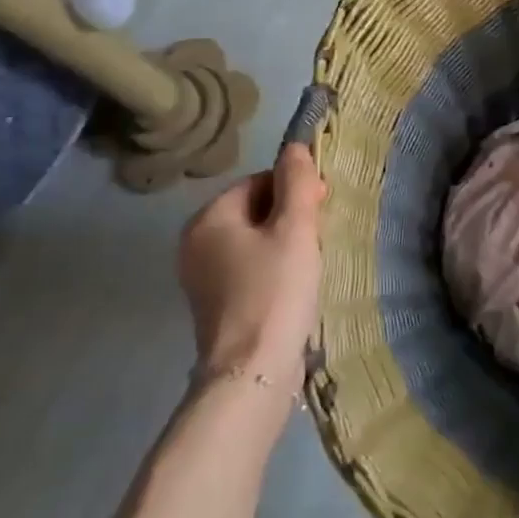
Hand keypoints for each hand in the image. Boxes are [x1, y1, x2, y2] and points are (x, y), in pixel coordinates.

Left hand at [177, 144, 326, 380]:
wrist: (253, 371)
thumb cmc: (275, 290)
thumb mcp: (295, 229)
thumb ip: (297, 183)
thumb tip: (294, 147)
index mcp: (208, 219)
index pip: (257, 182)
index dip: (294, 189)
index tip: (323, 207)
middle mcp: (195, 243)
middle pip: (254, 211)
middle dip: (290, 217)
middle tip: (320, 236)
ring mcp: (202, 278)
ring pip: (253, 241)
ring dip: (285, 244)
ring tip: (312, 261)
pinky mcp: (216, 305)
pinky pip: (249, 269)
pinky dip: (273, 269)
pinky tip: (295, 285)